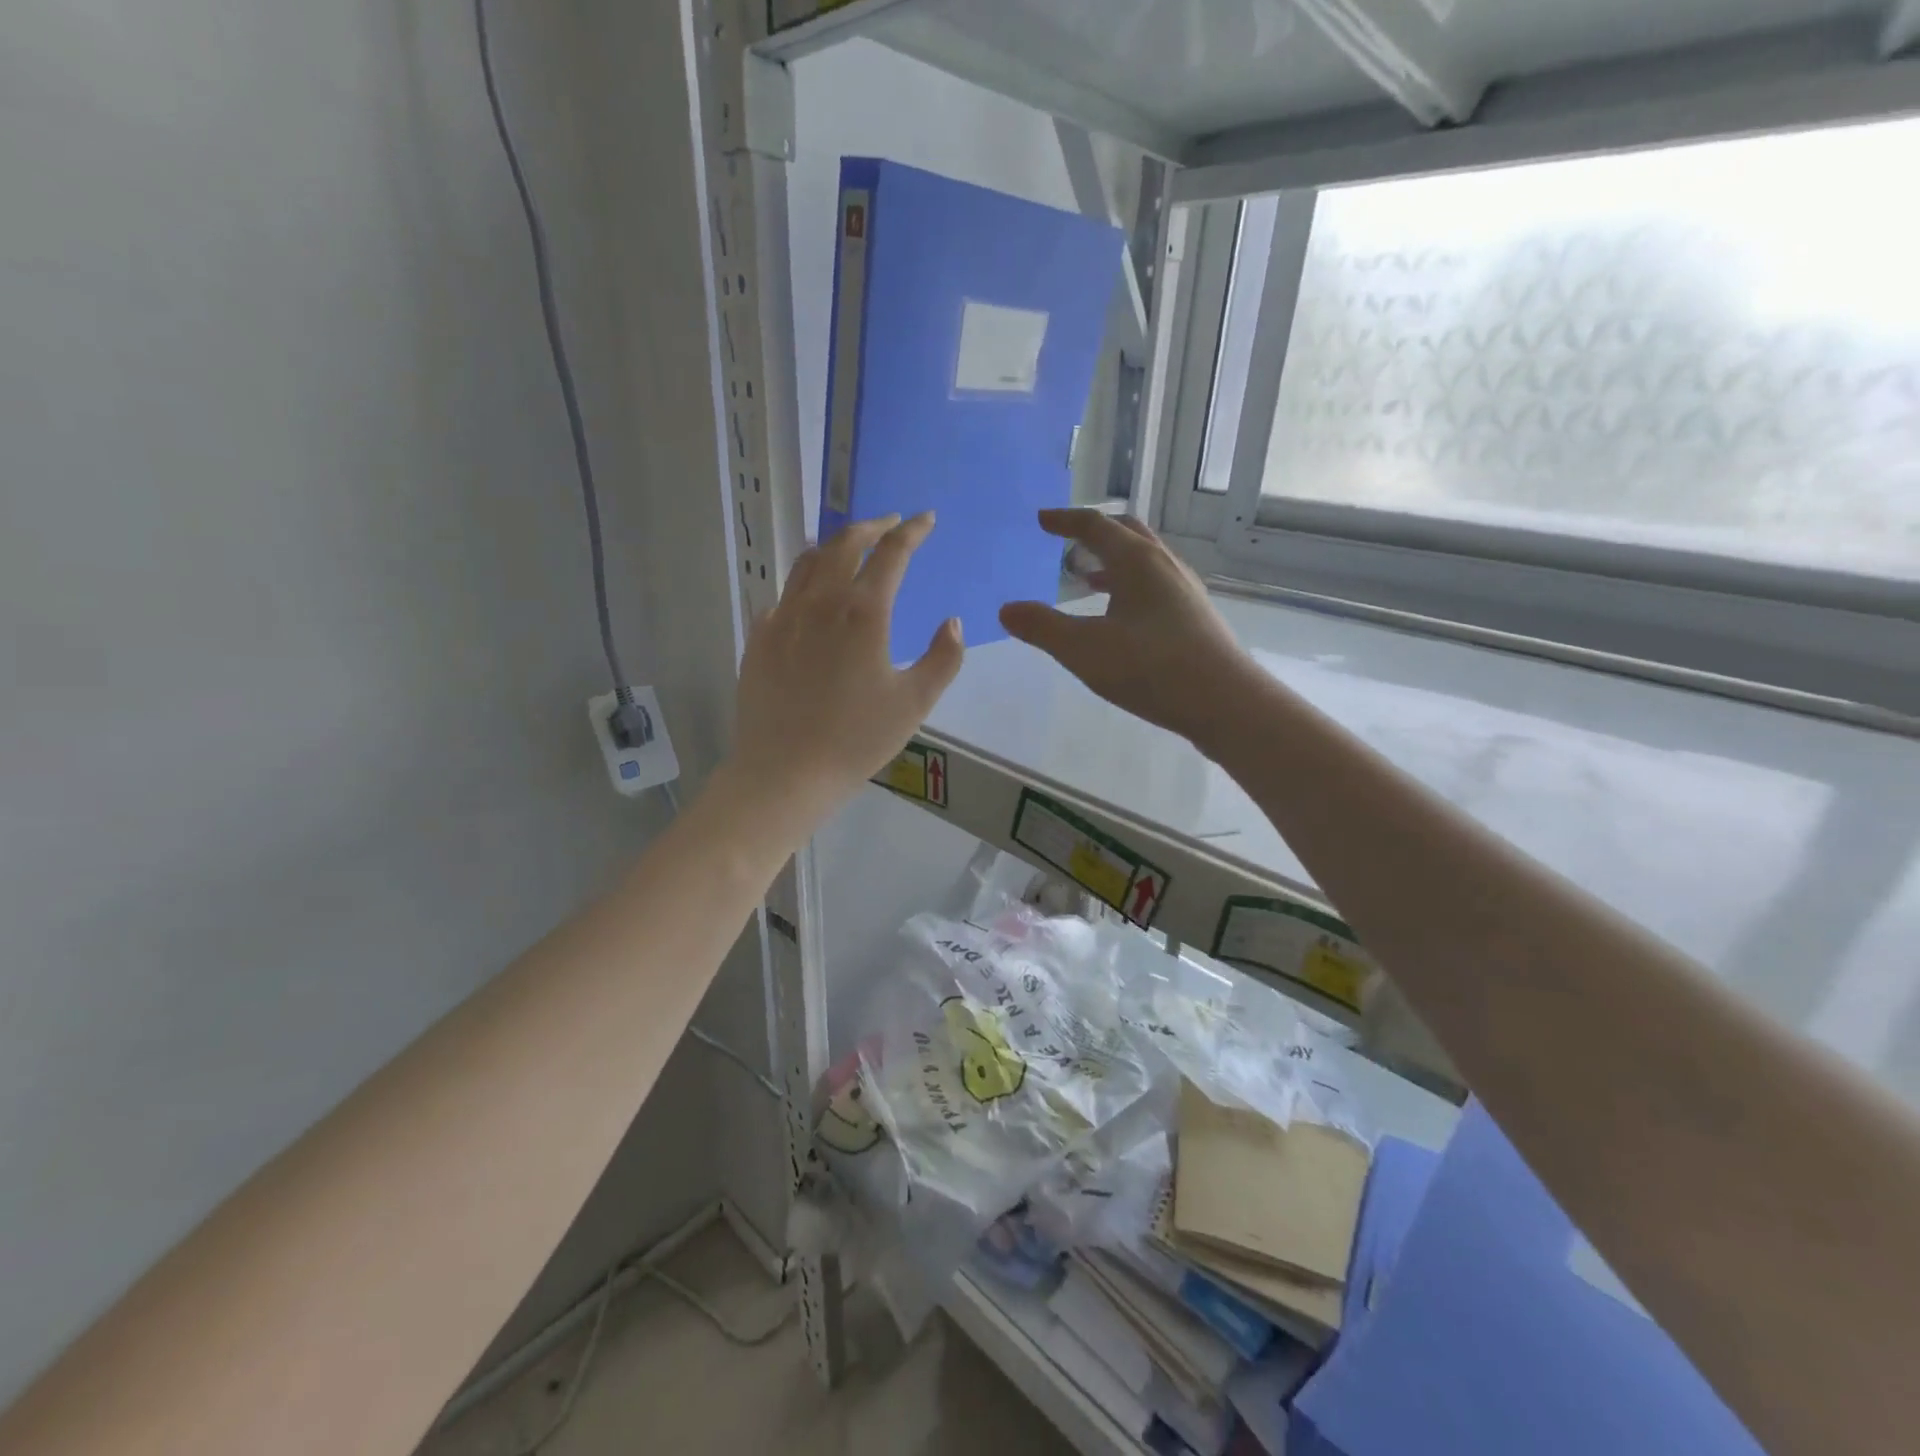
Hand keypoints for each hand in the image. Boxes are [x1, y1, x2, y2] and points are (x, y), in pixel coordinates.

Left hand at [729, 513, 963, 832]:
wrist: (784, 772)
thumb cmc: (856, 739)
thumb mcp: (914, 703)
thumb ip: (943, 658)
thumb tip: (952, 623)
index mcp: (863, 611)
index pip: (891, 553)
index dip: (912, 531)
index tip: (926, 519)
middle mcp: (820, 601)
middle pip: (844, 544)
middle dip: (871, 527)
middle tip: (890, 524)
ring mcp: (783, 617)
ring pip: (807, 562)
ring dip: (834, 546)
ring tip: (850, 547)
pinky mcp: (760, 637)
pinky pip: (784, 595)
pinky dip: (805, 583)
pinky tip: (811, 599)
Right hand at [1000, 510, 1253, 747]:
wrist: (1224, 702)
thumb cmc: (1150, 668)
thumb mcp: (1083, 650)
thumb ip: (1042, 628)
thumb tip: (1006, 610)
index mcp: (1136, 561)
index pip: (1096, 526)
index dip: (1066, 521)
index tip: (1043, 520)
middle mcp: (1164, 565)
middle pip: (1128, 533)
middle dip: (1095, 533)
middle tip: (1069, 542)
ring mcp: (1184, 590)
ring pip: (1145, 560)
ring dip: (1114, 561)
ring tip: (1088, 579)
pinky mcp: (1194, 616)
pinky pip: (1155, 585)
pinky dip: (1130, 585)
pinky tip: (1121, 616)